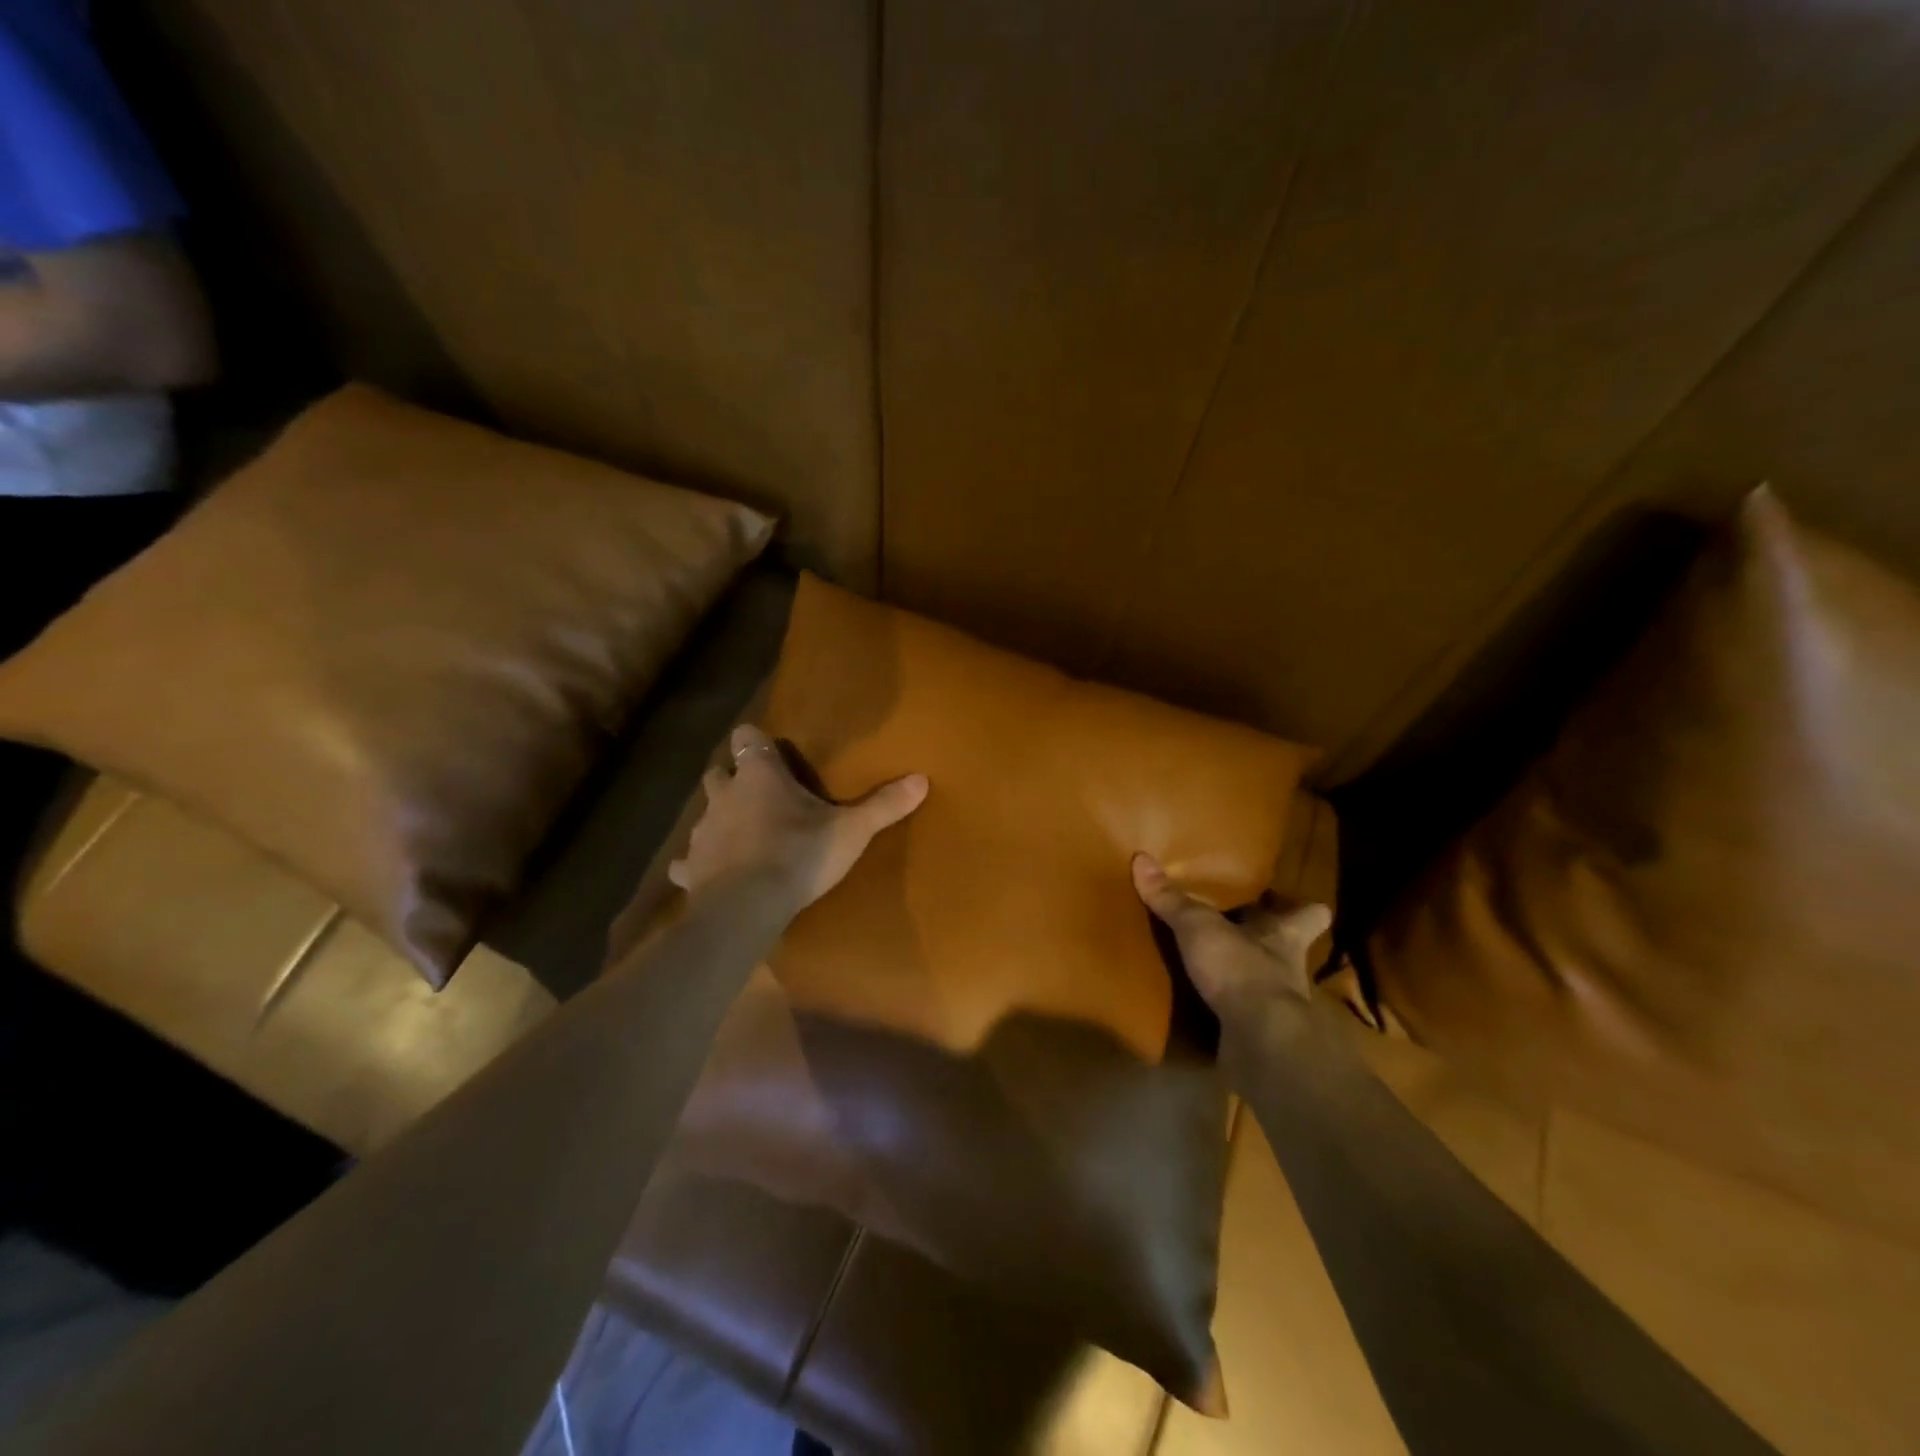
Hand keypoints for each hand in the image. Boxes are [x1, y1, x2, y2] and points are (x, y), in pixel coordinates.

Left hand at [669, 724, 928, 911]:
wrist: (747, 907)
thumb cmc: (799, 855)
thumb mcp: (851, 831)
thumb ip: (884, 804)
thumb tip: (922, 779)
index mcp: (759, 776)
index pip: (747, 737)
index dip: (756, 741)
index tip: (772, 752)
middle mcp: (724, 795)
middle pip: (719, 772)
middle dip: (734, 779)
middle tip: (760, 795)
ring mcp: (702, 831)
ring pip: (704, 813)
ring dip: (719, 819)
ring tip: (742, 836)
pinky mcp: (689, 867)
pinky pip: (687, 861)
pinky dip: (698, 863)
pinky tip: (711, 874)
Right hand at [1132, 852, 1330, 1021]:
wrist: (1259, 1042)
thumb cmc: (1241, 969)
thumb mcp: (1198, 927)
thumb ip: (1172, 899)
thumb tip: (1141, 858)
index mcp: (1284, 935)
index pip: (1312, 914)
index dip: (1303, 907)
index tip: (1282, 900)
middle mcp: (1288, 968)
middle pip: (1285, 947)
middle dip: (1263, 941)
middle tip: (1233, 927)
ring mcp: (1276, 1004)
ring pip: (1263, 981)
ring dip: (1241, 975)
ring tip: (1209, 964)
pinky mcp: (1258, 1034)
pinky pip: (1241, 1014)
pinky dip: (1224, 1009)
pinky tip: (1199, 1003)